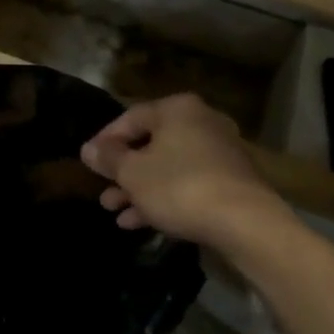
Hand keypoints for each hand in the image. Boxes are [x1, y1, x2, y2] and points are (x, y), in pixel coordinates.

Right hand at [80, 93, 280, 247]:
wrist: (245, 223)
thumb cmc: (179, 186)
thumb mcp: (133, 173)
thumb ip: (108, 158)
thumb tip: (88, 149)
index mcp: (177, 110)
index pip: (130, 117)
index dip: (105, 140)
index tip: (88, 162)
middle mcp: (201, 122)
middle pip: (151, 144)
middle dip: (123, 171)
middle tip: (102, 191)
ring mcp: (219, 152)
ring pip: (168, 167)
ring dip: (139, 189)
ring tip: (114, 211)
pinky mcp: (230, 181)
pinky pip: (187, 183)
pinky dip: (164, 197)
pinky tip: (139, 222)